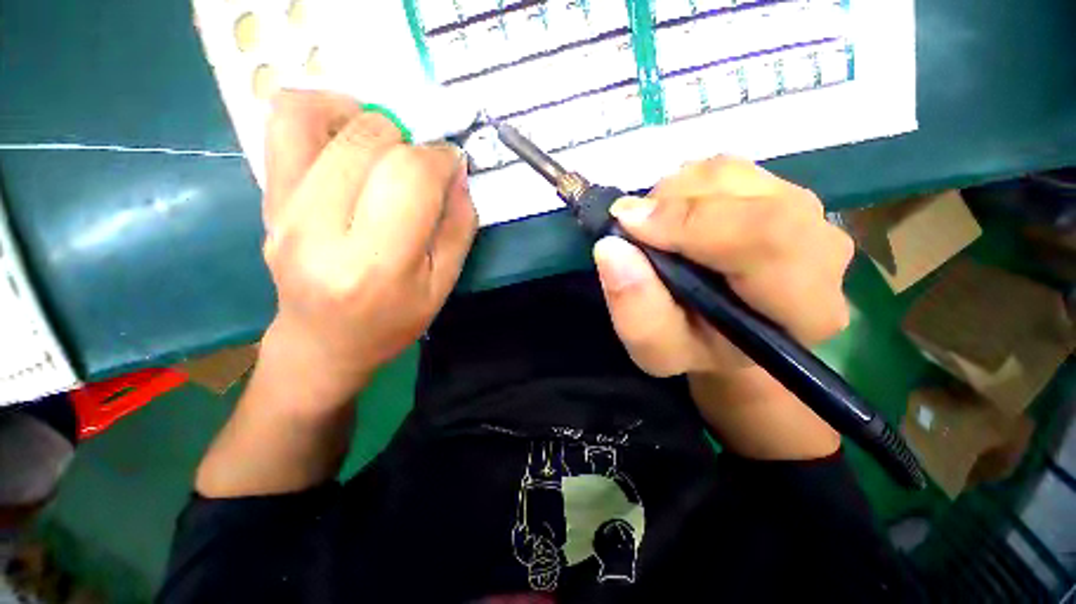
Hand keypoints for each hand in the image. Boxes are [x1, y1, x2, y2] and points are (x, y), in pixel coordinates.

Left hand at [259, 91, 477, 407]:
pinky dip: (322, 110)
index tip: (452, 165)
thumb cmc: (392, 321)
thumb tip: (457, 172)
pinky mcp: (266, 198)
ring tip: (387, 145)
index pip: (410, 177)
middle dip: (410, 142)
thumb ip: (458, 227)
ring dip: (367, 119)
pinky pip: (284, 123)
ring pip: (317, 117)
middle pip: (369, 141)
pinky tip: (349, 135)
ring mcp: (283, 209)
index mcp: (376, 263)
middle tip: (422, 167)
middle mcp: (319, 230)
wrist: (323, 342)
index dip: (440, 159)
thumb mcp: (442, 285)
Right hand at [593, 156, 853, 377]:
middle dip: (672, 205)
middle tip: (632, 228)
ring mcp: (803, 210)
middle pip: (747, 195)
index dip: (690, 222)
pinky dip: (682, 188)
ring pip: (728, 174)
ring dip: (673, 196)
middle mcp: (820, 249)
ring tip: (653, 233)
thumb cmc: (693, 347)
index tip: (628, 224)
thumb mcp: (656, 349)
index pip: (766, 238)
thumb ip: (636, 310)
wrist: (723, 331)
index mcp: (804, 307)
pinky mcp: (778, 189)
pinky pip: (721, 169)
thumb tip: (612, 247)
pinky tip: (672, 220)